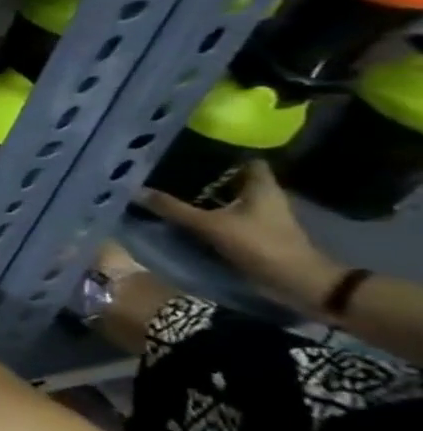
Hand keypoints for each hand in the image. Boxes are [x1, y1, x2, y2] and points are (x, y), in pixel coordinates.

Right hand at [141, 161, 338, 313]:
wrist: (295, 282)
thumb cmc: (259, 244)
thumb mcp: (211, 225)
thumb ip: (173, 208)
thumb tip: (135, 190)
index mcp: (261, 186)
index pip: (244, 159)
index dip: (220, 152)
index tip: (188, 148)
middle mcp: (262, 196)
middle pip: (231, 178)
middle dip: (203, 174)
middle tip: (167, 168)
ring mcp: (259, 215)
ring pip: (226, 197)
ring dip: (202, 194)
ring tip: (167, 188)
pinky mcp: (253, 231)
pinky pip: (224, 214)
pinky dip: (206, 212)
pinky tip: (182, 212)